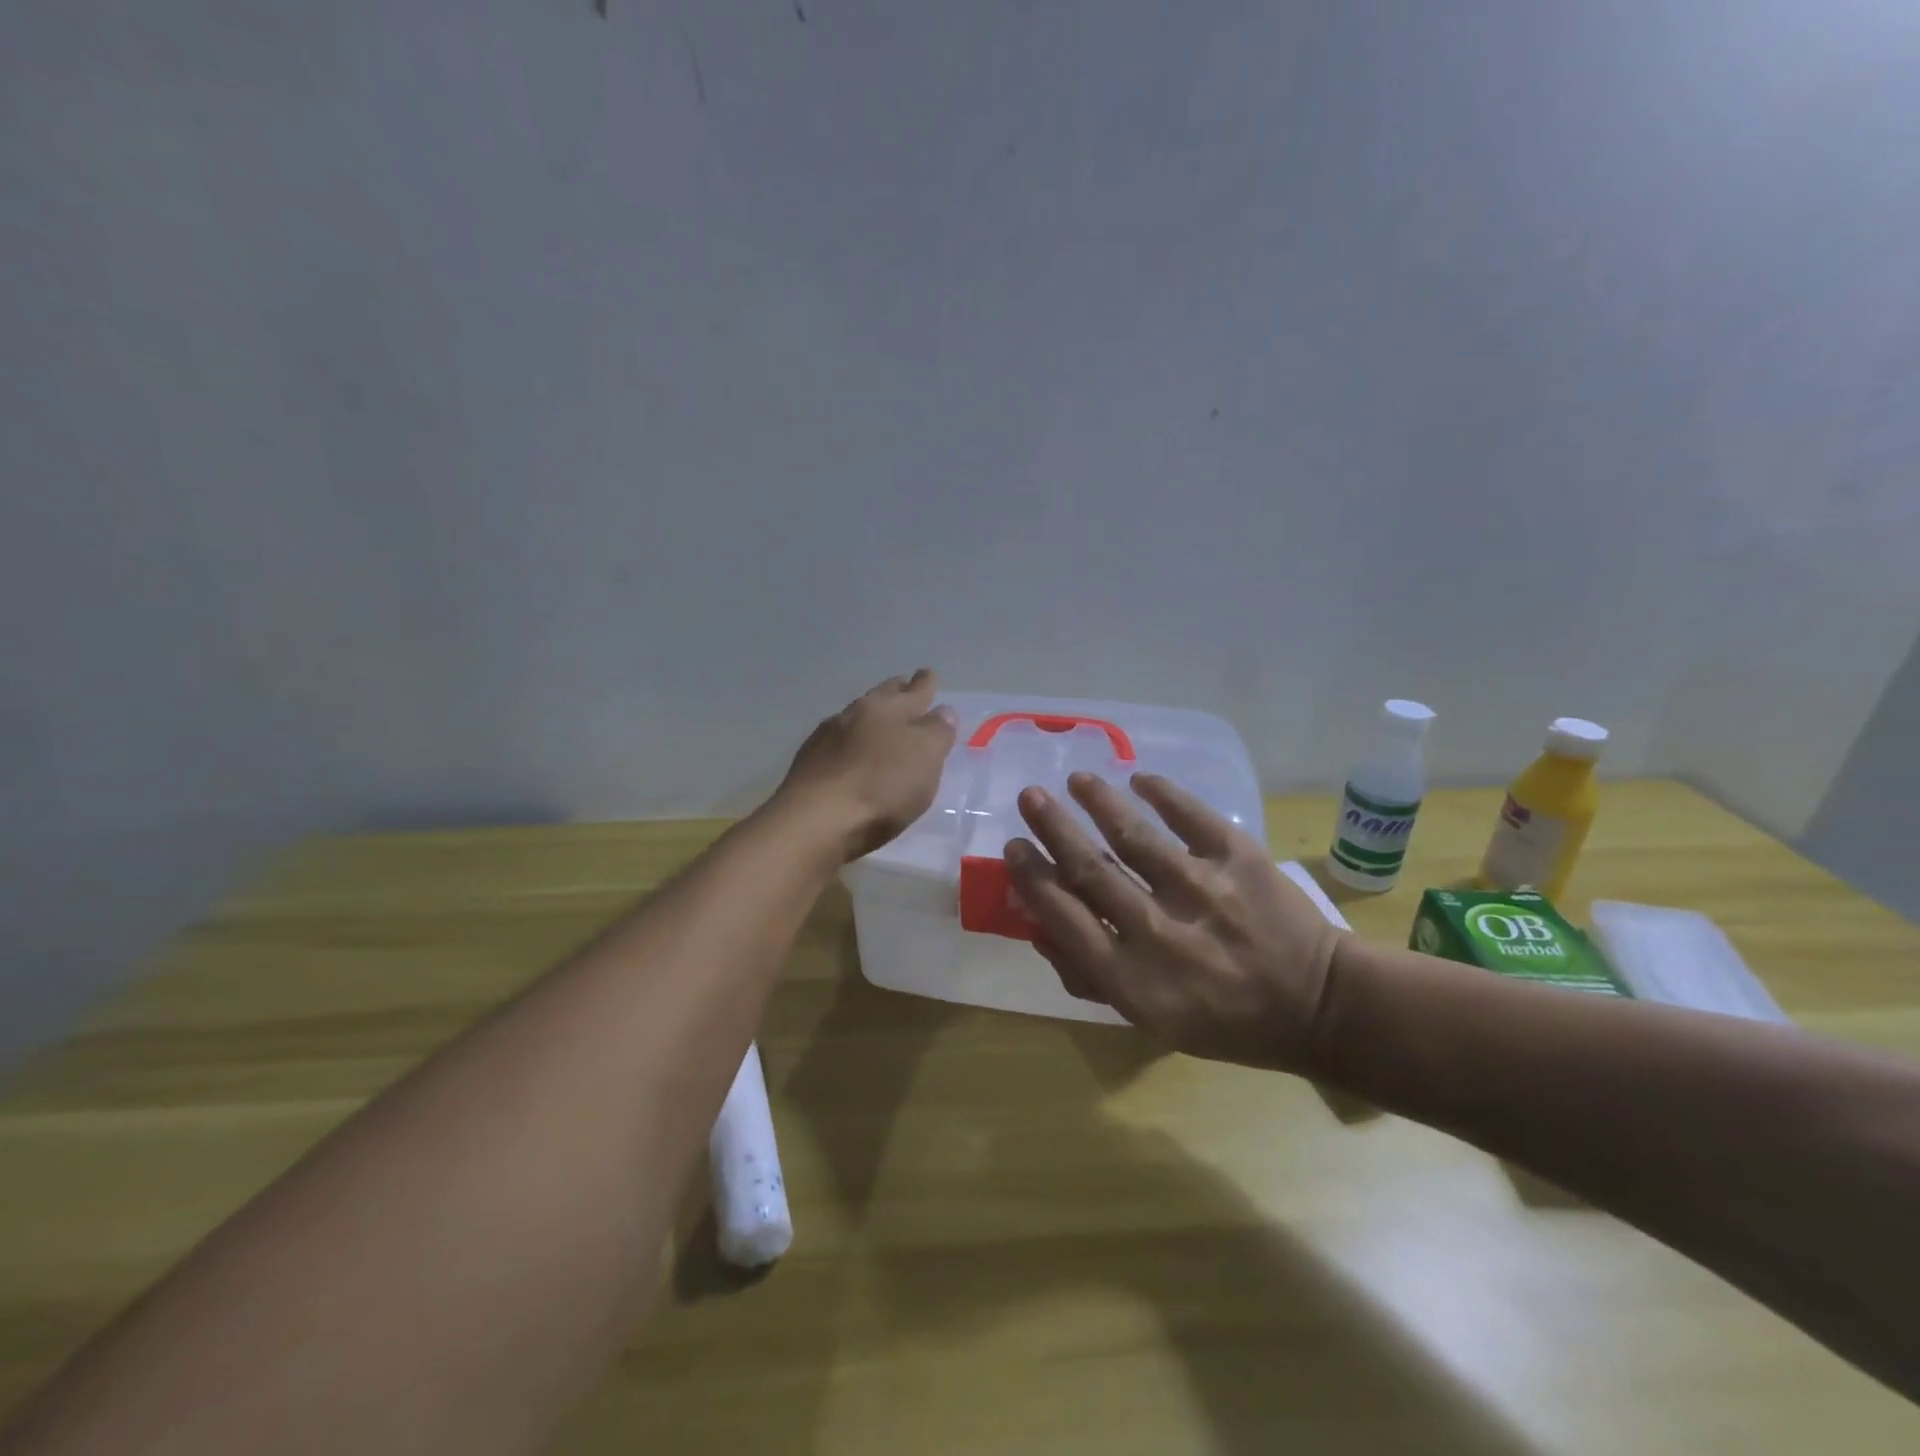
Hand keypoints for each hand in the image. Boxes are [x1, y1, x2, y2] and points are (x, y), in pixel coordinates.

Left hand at [774, 669, 957, 861]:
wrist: (816, 821)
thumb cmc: (882, 787)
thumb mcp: (925, 758)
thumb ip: (937, 732)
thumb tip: (942, 711)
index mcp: (888, 709)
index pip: (914, 691)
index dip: (924, 684)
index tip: (927, 674)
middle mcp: (855, 714)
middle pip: (880, 697)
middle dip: (895, 690)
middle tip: (903, 685)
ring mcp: (826, 738)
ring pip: (855, 717)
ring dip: (869, 715)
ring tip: (877, 720)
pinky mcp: (808, 763)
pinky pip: (835, 742)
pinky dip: (848, 742)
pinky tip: (848, 753)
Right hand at [1004, 771, 1345, 1071]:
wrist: (1317, 1005)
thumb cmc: (1224, 1020)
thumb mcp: (1149, 1019)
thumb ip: (1090, 977)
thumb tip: (1038, 927)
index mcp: (1133, 979)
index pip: (1063, 918)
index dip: (1032, 879)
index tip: (1014, 848)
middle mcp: (1159, 931)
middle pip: (1090, 870)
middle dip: (1052, 829)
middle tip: (1029, 798)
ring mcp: (1201, 889)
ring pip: (1133, 835)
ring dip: (1098, 801)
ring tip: (1076, 780)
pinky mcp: (1240, 858)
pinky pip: (1191, 815)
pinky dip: (1162, 793)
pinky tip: (1138, 778)